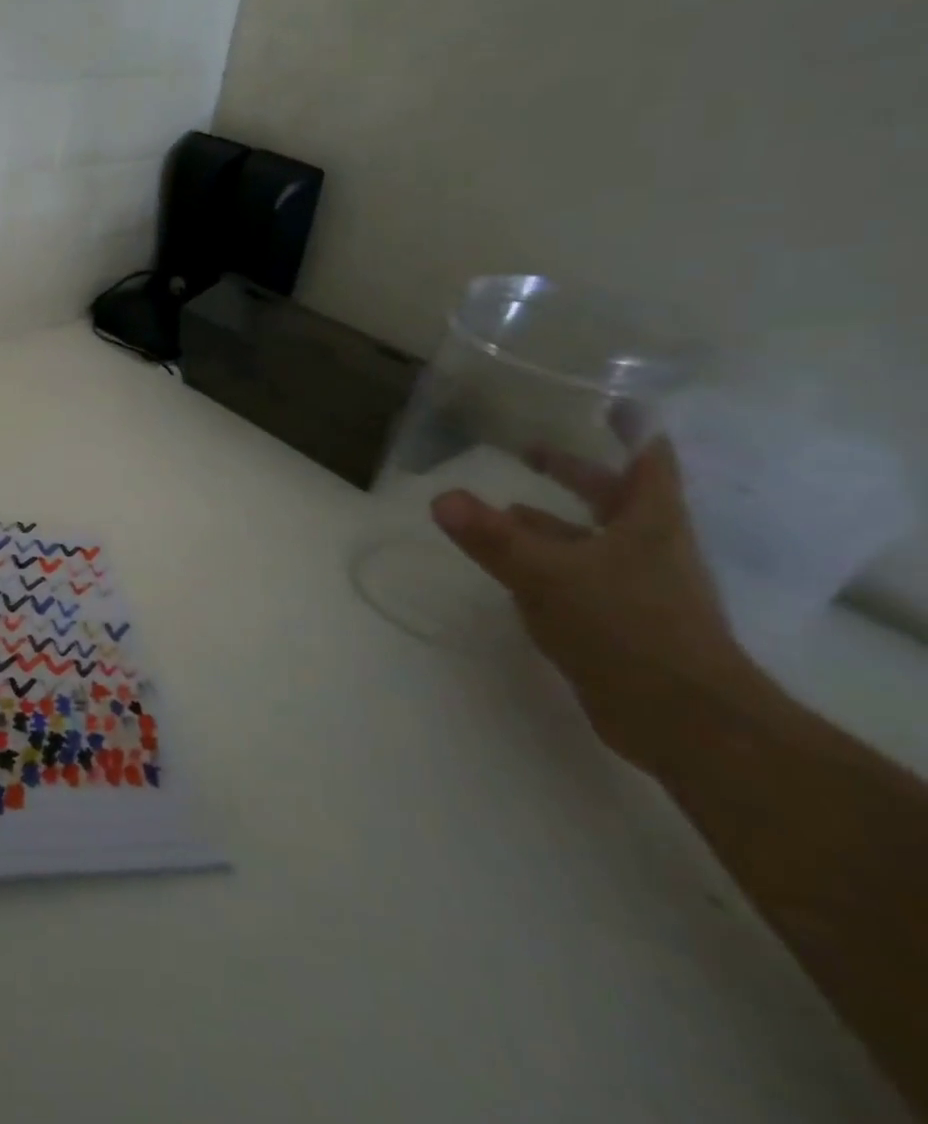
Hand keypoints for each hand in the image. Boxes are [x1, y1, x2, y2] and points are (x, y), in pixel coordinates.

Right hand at [430, 439, 761, 766]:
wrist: (684, 720)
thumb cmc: (625, 628)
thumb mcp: (547, 576)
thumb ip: (492, 537)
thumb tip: (440, 497)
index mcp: (648, 523)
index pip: (647, 460)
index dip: (631, 428)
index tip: (608, 403)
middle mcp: (648, 548)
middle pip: (613, 497)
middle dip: (573, 473)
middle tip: (530, 450)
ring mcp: (638, 588)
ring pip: (591, 540)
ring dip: (553, 523)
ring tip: (506, 510)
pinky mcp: (622, 623)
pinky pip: (579, 578)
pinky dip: (548, 564)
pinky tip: (515, 571)